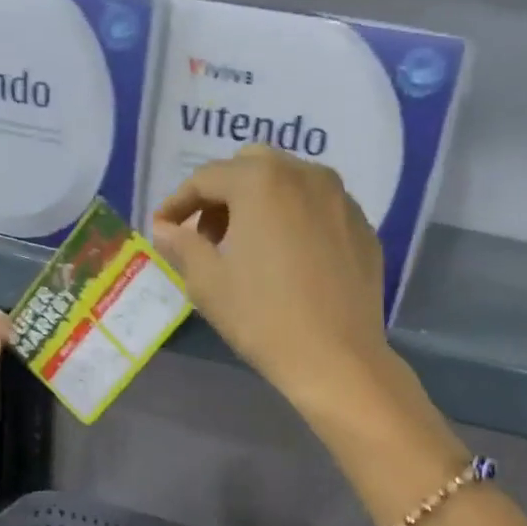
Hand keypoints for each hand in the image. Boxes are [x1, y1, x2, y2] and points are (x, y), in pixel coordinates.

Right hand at [152, 146, 391, 411]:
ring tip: (249, 246)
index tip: (163, 228)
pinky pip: (319, 207)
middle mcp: (305, 175)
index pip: (206, 178)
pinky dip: (295, 218)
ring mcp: (341, 198)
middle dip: (223, 194)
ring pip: (290, 181)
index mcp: (261, 182)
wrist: (336, 358)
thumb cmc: (263, 318)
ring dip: (261, 202)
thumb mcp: (208, 283)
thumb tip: (165, 229)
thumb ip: (182, 246)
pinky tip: (289, 258)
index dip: (178, 202)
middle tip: (208, 236)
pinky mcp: (362, 226)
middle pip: (251, 167)